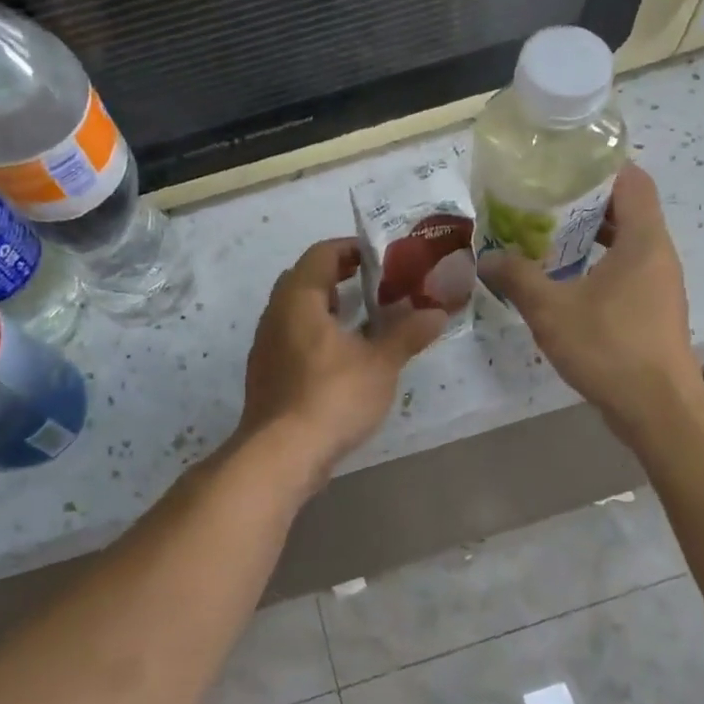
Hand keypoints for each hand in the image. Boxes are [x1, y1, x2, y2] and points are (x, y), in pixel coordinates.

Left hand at [238, 238, 446, 484]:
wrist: (282, 455)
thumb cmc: (332, 396)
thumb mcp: (380, 363)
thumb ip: (407, 334)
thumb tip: (437, 313)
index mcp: (299, 299)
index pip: (321, 254)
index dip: (352, 248)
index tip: (382, 256)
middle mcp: (276, 315)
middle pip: (306, 280)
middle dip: (341, 278)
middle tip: (378, 285)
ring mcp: (267, 347)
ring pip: (299, 313)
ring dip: (330, 309)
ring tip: (368, 321)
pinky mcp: (268, 376)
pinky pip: (294, 340)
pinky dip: (320, 336)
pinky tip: (346, 359)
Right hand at [479, 163, 701, 439]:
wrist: (657, 408)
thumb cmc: (608, 347)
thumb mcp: (551, 309)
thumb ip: (517, 278)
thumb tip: (487, 258)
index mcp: (643, 239)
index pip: (632, 179)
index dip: (599, 166)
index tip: (561, 167)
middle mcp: (658, 254)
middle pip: (626, 209)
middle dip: (584, 203)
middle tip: (540, 203)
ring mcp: (659, 284)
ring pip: (625, 243)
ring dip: (588, 237)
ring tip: (544, 239)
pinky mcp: (653, 311)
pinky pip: (625, 272)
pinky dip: (596, 266)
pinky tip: (562, 283)